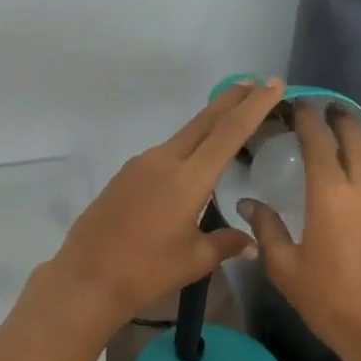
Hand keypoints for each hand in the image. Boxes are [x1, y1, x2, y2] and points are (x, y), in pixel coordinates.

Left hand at [45, 77, 288, 326]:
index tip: (273, 84)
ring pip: (183, 135)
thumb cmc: (146, 271)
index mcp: (188, 179)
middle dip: (232, 100)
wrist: (87, 277)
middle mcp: (164, 160)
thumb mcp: (194, 260)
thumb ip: (226, 244)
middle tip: (256, 83)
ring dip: (209, 123)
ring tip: (231, 120)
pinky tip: (194, 160)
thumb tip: (251, 243)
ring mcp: (141, 164)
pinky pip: (165, 152)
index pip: (229, 132)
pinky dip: (187, 146)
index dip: (254, 106)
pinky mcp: (126, 174)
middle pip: (204, 121)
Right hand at [239, 102, 360, 360]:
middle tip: (322, 114)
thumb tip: (249, 204)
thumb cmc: (332, 301)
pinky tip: (355, 191)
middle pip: (357, 134)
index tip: (298, 105)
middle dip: (340, 117)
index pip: (319, 138)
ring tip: (336, 150)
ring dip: (355, 145)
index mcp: (331, 193)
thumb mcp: (286, 269)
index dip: (307, 117)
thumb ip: (267, 229)